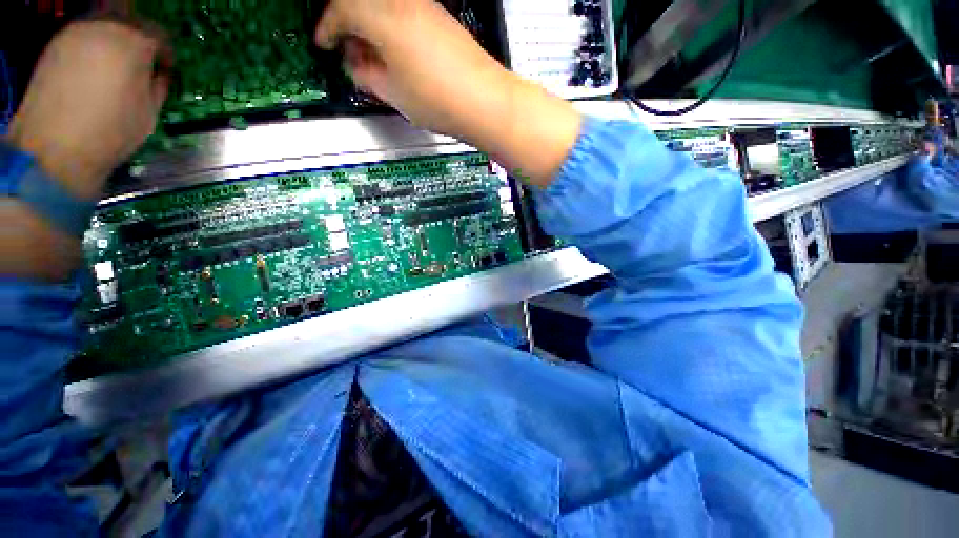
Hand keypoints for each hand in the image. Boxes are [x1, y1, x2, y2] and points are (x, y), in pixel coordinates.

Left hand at [7, 20, 169, 199]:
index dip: (165, 53)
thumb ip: (157, 85)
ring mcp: (75, 33)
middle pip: (130, 21)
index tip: (165, 70)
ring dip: (115, 40)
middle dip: (140, 40)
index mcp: (133, 43)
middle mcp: (104, 27)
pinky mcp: (55, 44)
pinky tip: (93, 69)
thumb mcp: (149, 112)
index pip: (159, 35)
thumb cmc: (111, 131)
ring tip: (116, 66)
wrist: (55, 148)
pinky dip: (94, 46)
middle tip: (142, 64)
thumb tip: (157, 74)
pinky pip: (84, 35)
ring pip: (105, 24)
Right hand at [315, 0, 581, 186]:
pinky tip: (397, 55)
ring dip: (371, 27)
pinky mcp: (442, 19)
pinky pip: (405, 14)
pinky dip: (393, 30)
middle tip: (348, 52)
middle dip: (348, 24)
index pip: (341, 10)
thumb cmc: (437, 100)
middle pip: (362, 2)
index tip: (323, 43)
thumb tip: (356, 66)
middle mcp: (402, 1)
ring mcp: (425, 7)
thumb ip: (367, 76)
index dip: (327, 28)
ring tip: (374, 59)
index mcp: (382, 15)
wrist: (484, 102)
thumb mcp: (393, 94)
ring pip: (384, 6)